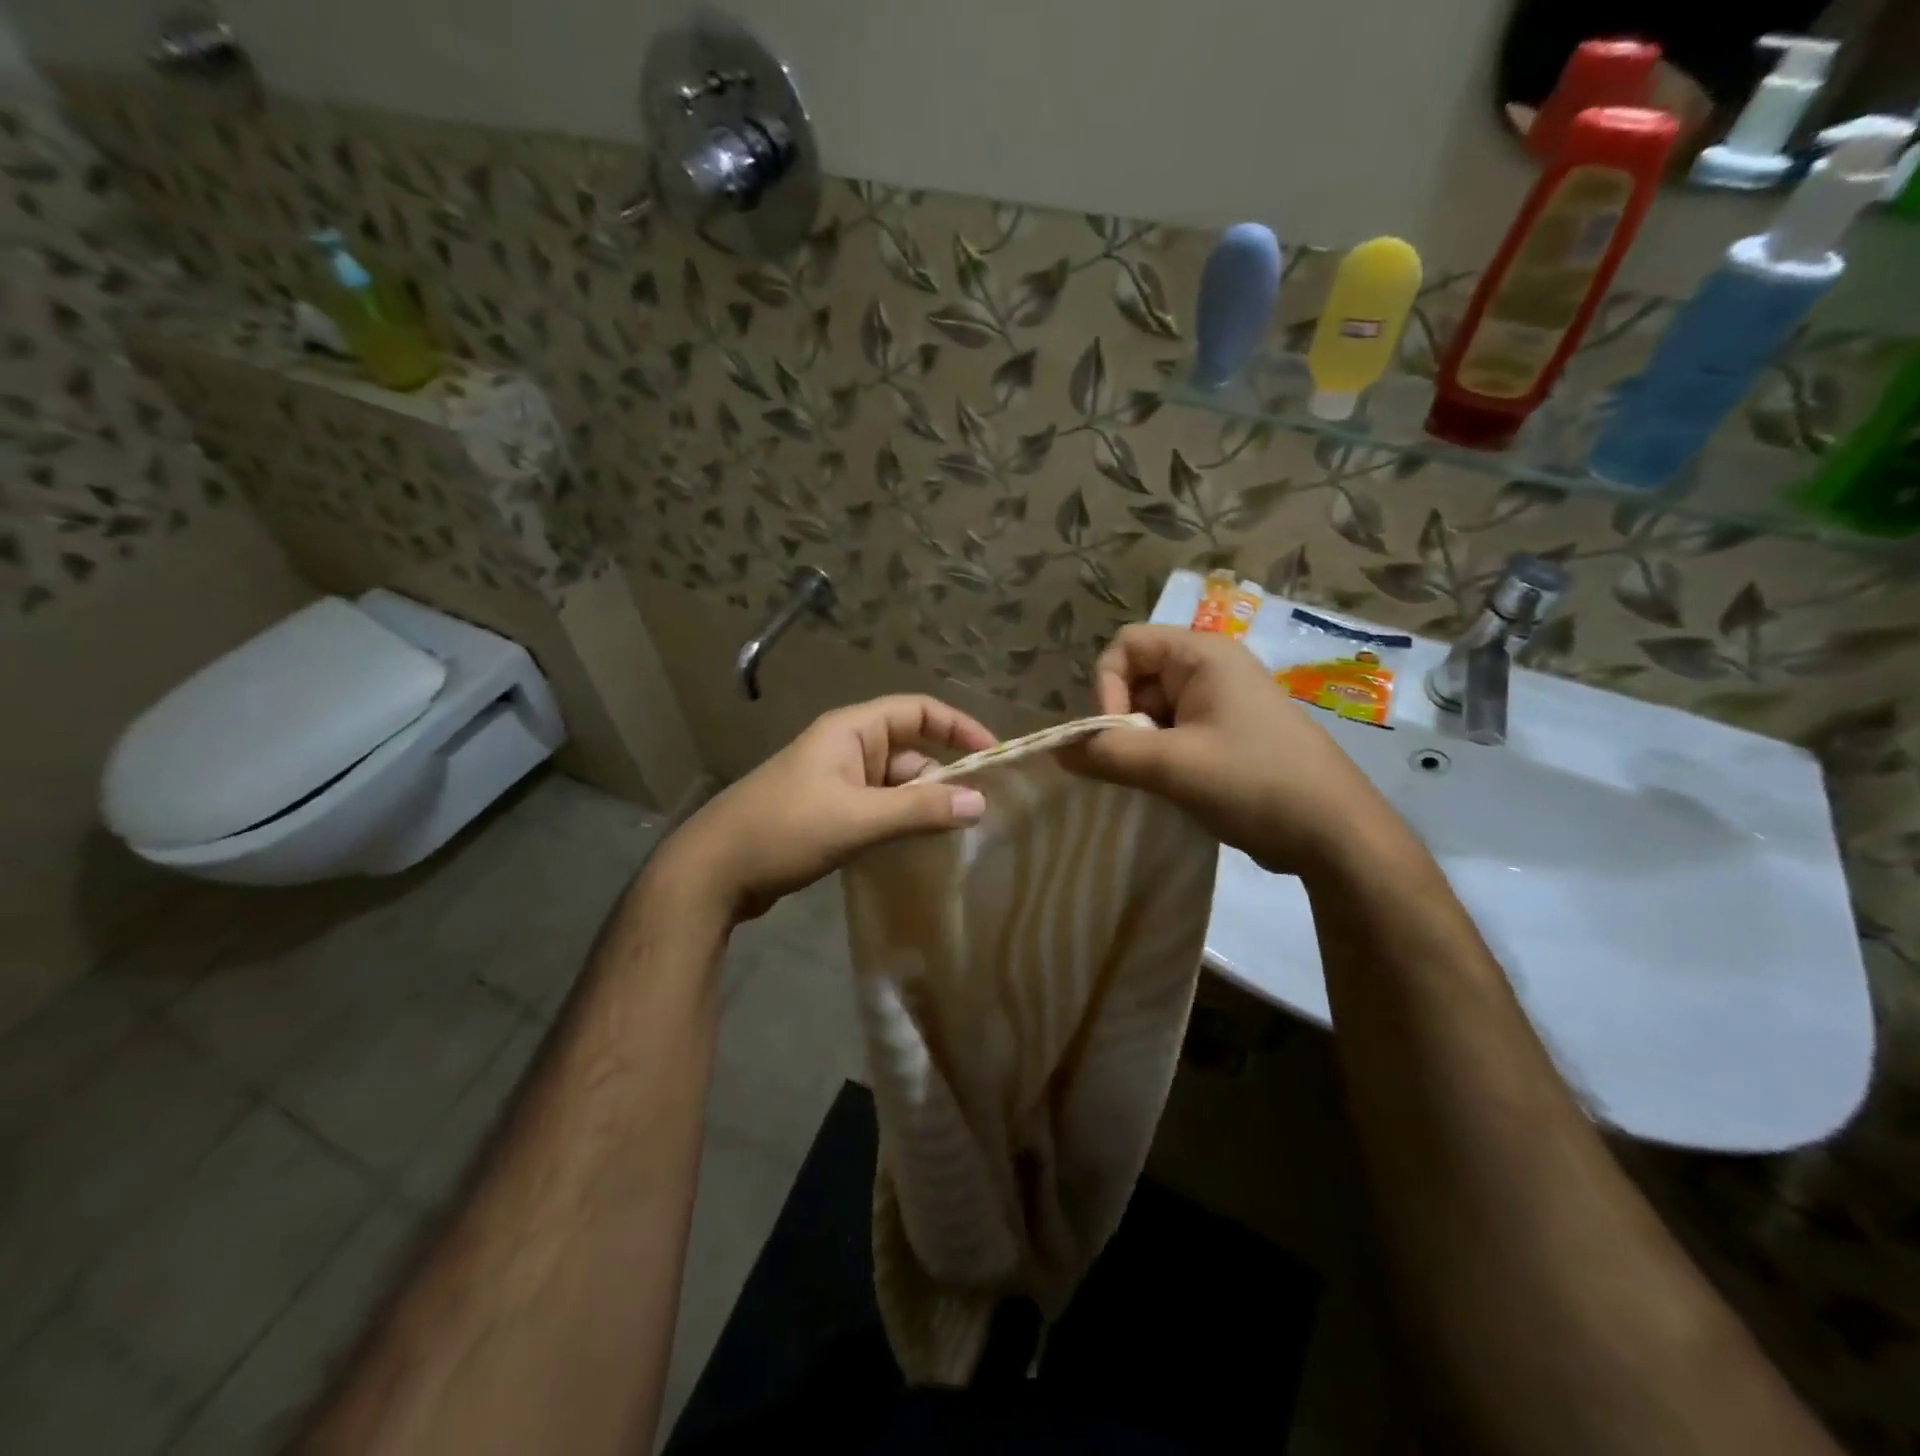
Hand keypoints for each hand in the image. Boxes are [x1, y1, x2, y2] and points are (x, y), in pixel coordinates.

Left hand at [652, 695, 994, 920]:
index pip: (917, 711)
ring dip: (922, 806)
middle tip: (976, 814)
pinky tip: (918, 848)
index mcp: (851, 731)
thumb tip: (980, 802)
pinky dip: (900, 822)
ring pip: (895, 785)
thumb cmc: (786, 830)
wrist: (714, 871)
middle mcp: (847, 748)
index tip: (992, 755)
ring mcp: (836, 782)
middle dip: (943, 778)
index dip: (958, 726)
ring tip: (954, 837)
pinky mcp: (829, 813)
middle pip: (911, 751)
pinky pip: (878, 808)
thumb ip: (919, 808)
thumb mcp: (858, 817)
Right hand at [1074, 625, 1392, 875]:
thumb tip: (1058, 751)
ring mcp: (1219, 703)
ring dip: (1140, 745)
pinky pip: (1172, 733)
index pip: (1125, 646)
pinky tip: (1170, 787)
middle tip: (1134, 765)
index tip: (1114, 734)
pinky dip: (1159, 757)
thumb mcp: (1173, 766)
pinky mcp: (1225, 735)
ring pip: (1151, 711)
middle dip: (1122, 722)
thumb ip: (1108, 753)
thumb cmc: (1254, 782)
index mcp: (1202, 655)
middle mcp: (1210, 669)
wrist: (1333, 832)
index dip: (1107, 687)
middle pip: (1136, 679)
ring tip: (1157, 781)